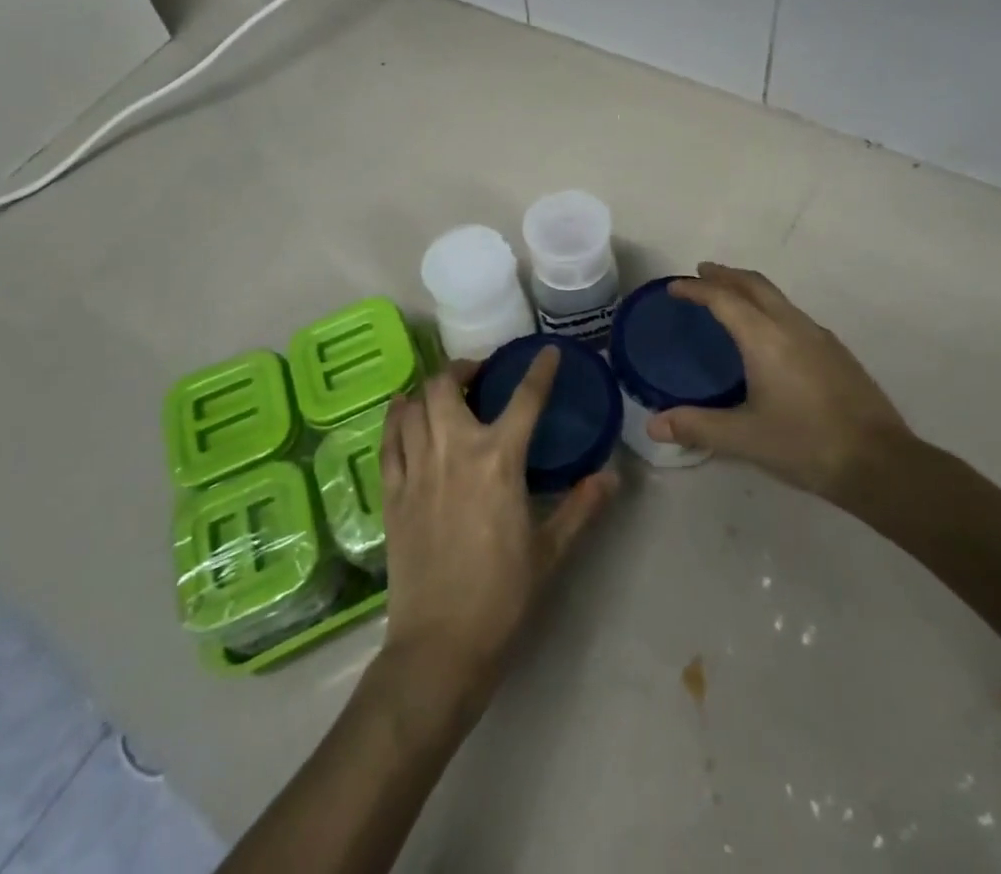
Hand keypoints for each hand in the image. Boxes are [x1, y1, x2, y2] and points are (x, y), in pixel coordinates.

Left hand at [379, 349, 616, 710]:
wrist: (439, 647)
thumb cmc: (502, 598)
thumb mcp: (551, 552)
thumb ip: (582, 508)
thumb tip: (612, 477)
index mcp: (499, 461)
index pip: (524, 399)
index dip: (539, 370)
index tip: (548, 352)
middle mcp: (454, 451)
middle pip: (446, 385)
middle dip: (463, 369)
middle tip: (478, 376)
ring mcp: (417, 469)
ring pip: (414, 405)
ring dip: (429, 389)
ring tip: (443, 393)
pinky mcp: (391, 493)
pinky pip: (388, 439)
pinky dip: (396, 417)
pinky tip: (403, 411)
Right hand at [646, 263, 913, 506]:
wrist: (880, 462)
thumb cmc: (805, 444)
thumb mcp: (744, 438)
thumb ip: (697, 427)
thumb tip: (654, 425)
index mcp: (765, 338)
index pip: (723, 299)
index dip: (696, 288)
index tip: (674, 286)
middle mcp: (792, 326)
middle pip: (754, 284)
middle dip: (725, 275)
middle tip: (702, 273)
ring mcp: (819, 336)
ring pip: (777, 297)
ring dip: (749, 289)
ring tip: (730, 299)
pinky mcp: (837, 352)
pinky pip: (794, 314)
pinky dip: (770, 308)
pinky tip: (769, 334)